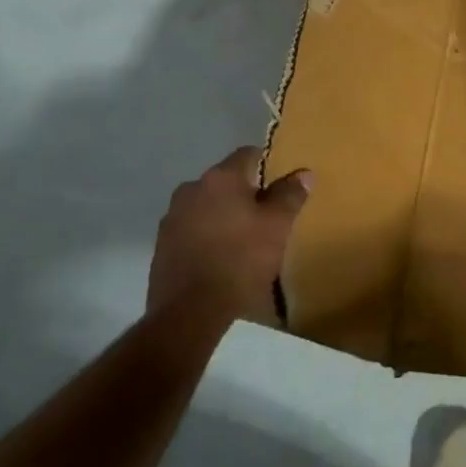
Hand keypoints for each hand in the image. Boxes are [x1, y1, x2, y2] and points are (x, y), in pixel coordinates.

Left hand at [150, 147, 311, 330]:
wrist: (189, 311)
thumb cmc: (241, 259)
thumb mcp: (277, 226)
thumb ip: (290, 195)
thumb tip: (303, 173)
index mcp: (220, 178)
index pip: (248, 155)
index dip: (268, 167)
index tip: (282, 188)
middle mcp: (191, 188)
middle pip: (226, 181)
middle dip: (246, 193)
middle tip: (267, 216)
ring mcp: (172, 217)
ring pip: (207, 205)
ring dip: (224, 215)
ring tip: (244, 240)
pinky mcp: (161, 245)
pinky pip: (192, 228)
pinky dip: (207, 235)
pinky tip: (221, 257)